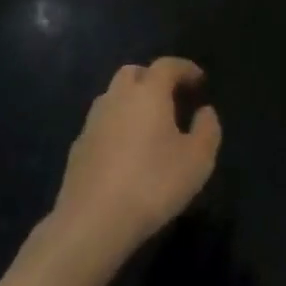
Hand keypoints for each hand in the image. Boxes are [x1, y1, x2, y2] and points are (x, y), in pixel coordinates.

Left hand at [49, 57, 221, 267]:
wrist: (93, 220)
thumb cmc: (153, 183)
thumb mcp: (197, 160)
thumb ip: (207, 130)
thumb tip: (205, 111)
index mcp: (148, 93)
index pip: (167, 65)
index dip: (185, 68)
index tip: (199, 80)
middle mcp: (117, 98)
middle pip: (134, 73)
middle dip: (153, 78)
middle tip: (172, 97)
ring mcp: (92, 121)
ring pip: (113, 96)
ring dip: (132, 101)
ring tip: (150, 124)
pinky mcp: (78, 147)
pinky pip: (102, 123)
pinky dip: (117, 126)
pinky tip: (126, 151)